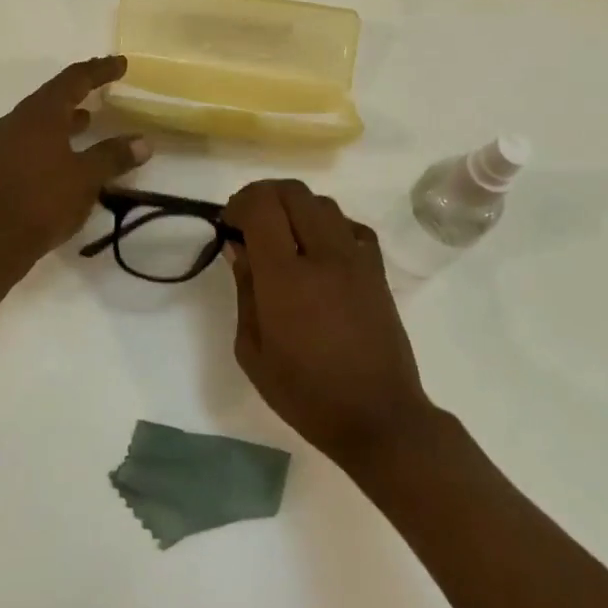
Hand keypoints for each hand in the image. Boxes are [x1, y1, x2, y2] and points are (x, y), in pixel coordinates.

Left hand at [0, 56, 150, 269]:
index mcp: (40, 114)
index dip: (99, 70)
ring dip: (64, 115)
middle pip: (53, 94)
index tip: (120, 64)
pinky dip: (51, 135)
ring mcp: (3, 142)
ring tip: (88, 119)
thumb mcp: (87, 178)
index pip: (74, 79)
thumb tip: (143, 142)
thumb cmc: (43, 202)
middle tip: (104, 86)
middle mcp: (17, 119)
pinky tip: (64, 152)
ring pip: (39, 117)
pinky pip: (29, 137)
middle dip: (80, 89)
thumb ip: (114, 156)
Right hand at [223, 180, 437, 469]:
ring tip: (282, 237)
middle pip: (292, 191)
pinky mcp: (377, 269)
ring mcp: (356, 258)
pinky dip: (327, 224)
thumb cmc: (305, 393)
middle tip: (249, 224)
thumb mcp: (253, 351)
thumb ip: (244, 290)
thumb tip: (238, 248)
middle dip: (263, 197)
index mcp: (286, 277)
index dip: (239, 204)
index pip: (261, 206)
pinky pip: (350, 225)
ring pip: (322, 202)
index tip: (229, 225)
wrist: (378, 416)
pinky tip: (318, 250)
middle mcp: (323, 255)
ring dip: (294, 208)